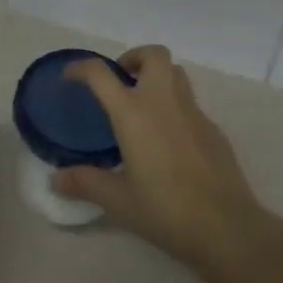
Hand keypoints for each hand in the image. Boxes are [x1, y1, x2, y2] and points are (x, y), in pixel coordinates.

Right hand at [53, 45, 271, 274]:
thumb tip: (56, 180)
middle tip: (121, 82)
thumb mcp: (119, 201)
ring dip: (158, 77)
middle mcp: (163, 101)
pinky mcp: (213, 129)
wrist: (226, 227)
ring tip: (144, 105)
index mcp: (133, 112)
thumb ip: (86, 183)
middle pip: (153, 55)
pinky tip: (170, 139)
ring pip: (176, 73)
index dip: (80, 68)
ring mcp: (193, 112)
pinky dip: (176, 107)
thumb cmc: (165, 209)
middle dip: (134, 58)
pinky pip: (191, 103)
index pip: (100, 74)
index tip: (70, 76)